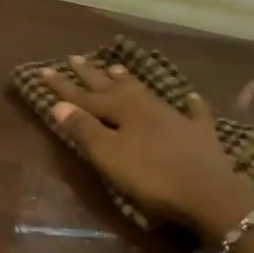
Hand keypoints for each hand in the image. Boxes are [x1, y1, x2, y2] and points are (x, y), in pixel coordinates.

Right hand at [38, 58, 253, 240]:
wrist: (210, 194)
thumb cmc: (152, 177)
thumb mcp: (109, 156)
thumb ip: (84, 130)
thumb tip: (58, 105)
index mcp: (122, 111)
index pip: (85, 96)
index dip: (64, 86)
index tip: (44, 70)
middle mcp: (147, 106)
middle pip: (114, 87)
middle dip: (92, 75)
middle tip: (75, 58)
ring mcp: (176, 118)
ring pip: (146, 92)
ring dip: (129, 81)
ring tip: (116, 67)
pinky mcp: (200, 134)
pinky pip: (193, 112)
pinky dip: (189, 104)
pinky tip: (190, 98)